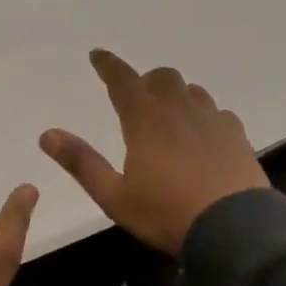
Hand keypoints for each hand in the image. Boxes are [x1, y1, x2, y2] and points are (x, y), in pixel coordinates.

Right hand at [40, 49, 268, 255]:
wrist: (235, 231)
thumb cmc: (166, 213)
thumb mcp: (114, 196)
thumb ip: (81, 162)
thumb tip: (47, 134)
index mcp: (146, 121)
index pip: (123, 80)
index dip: (108, 65)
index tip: (97, 54)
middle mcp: (180, 111)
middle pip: (163, 77)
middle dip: (146, 81)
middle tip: (136, 98)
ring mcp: (213, 122)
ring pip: (192, 91)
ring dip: (176, 95)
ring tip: (168, 116)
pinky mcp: (238, 137)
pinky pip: (218, 113)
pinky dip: (203, 116)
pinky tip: (202, 136)